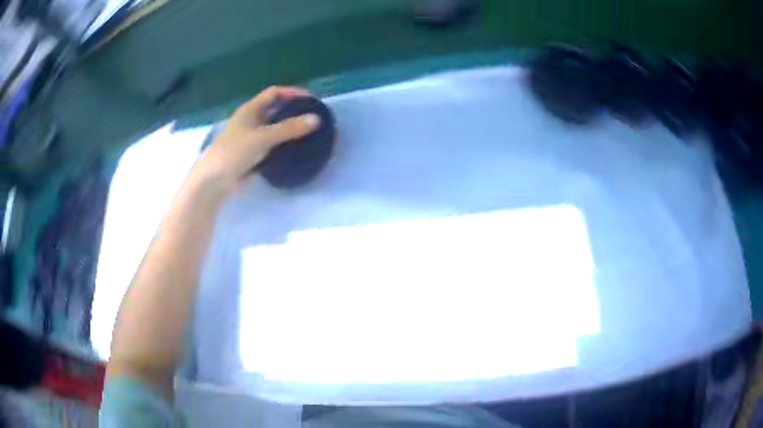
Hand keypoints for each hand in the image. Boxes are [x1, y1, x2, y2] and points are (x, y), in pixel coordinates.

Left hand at [193, 86, 319, 192]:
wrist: (215, 181)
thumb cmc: (235, 152)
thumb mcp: (263, 137)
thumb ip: (289, 128)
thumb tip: (317, 119)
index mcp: (250, 109)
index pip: (274, 93)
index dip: (292, 93)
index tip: (311, 99)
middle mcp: (251, 120)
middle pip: (275, 110)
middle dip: (293, 111)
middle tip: (313, 117)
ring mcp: (251, 138)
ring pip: (274, 129)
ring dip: (290, 130)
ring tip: (310, 133)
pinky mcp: (253, 154)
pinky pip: (272, 146)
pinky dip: (284, 145)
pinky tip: (297, 150)